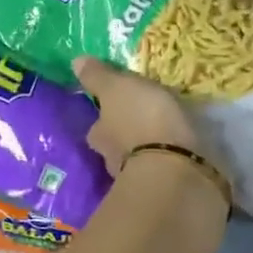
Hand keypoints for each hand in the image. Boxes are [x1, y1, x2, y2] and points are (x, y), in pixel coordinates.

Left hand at [74, 56, 198, 176]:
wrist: (174, 168)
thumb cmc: (142, 120)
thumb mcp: (117, 87)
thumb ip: (98, 77)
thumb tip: (74, 63)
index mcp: (98, 134)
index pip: (96, 124)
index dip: (105, 116)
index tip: (116, 108)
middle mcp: (110, 159)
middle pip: (113, 144)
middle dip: (125, 135)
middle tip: (142, 122)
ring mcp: (135, 178)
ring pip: (135, 159)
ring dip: (145, 150)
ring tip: (164, 138)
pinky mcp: (161, 189)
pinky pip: (160, 171)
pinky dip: (165, 163)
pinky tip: (177, 155)